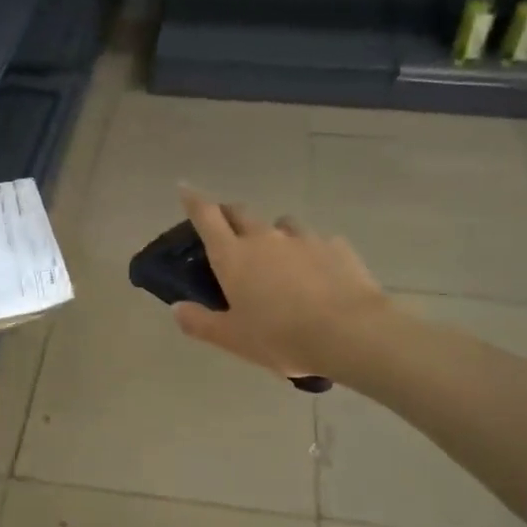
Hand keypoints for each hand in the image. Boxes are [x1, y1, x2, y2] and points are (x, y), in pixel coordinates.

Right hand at [172, 186, 389, 379]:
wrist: (349, 333)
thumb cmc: (280, 337)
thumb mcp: (233, 339)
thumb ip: (201, 322)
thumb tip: (177, 308)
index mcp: (233, 256)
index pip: (206, 216)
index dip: (193, 200)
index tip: (185, 188)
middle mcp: (265, 238)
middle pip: (240, 213)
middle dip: (229, 215)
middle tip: (227, 229)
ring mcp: (303, 238)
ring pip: (281, 224)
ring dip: (273, 233)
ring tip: (278, 256)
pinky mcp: (336, 246)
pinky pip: (316, 241)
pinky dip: (309, 251)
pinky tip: (317, 273)